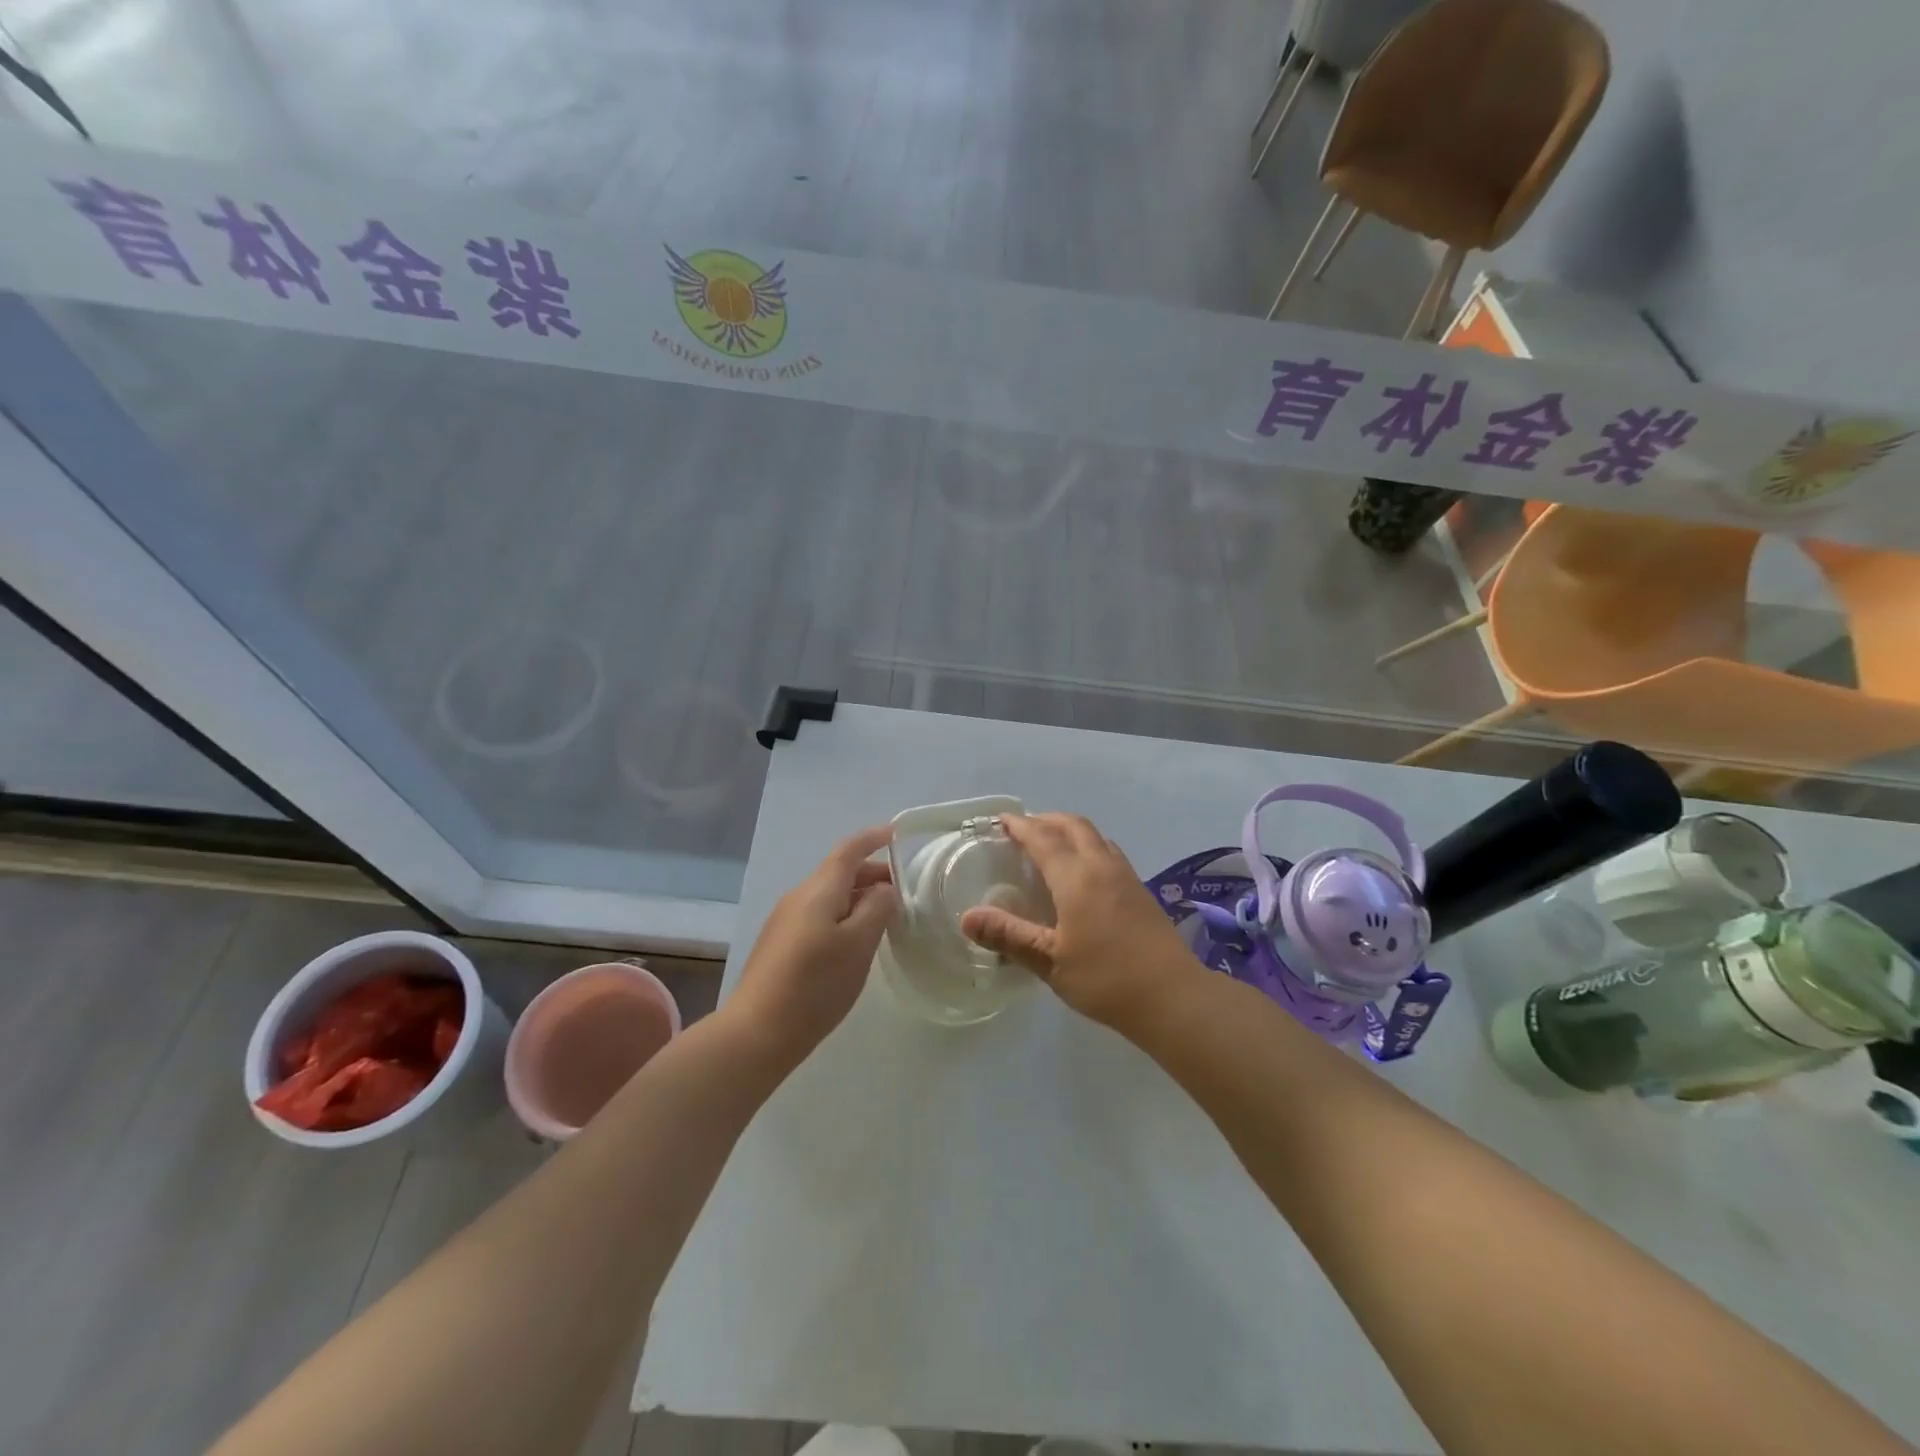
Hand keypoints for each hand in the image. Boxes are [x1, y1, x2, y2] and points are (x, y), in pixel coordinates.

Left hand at [727, 826, 897, 1060]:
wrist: (756, 1032)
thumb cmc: (815, 984)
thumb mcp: (858, 945)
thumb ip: (877, 909)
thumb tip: (884, 889)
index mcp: (819, 890)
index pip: (849, 850)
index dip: (873, 839)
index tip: (897, 834)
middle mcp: (799, 897)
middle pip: (839, 872)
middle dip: (872, 873)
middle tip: (904, 889)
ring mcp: (785, 921)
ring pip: (829, 896)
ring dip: (859, 897)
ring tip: (886, 916)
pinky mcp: (780, 945)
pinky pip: (819, 916)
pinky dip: (844, 915)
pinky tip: (856, 941)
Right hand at [960, 813, 1200, 1029]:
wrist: (1173, 996)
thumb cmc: (1106, 979)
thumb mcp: (1049, 961)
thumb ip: (1009, 935)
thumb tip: (967, 918)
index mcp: (1076, 877)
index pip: (1042, 838)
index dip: (1020, 826)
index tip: (1000, 821)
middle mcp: (1102, 866)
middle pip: (1073, 826)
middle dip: (1046, 820)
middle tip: (1023, 829)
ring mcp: (1126, 876)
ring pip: (1095, 836)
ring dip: (1070, 830)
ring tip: (1051, 844)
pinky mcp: (1141, 890)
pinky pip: (1109, 852)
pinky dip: (1088, 846)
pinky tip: (1084, 872)